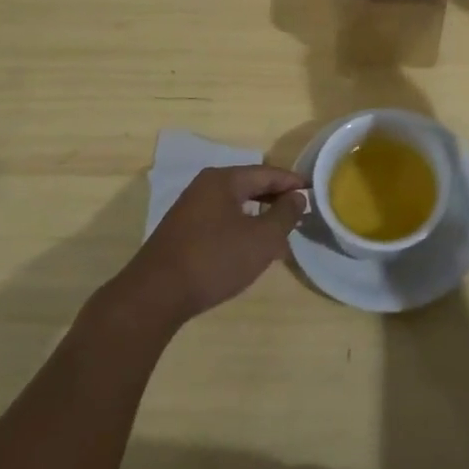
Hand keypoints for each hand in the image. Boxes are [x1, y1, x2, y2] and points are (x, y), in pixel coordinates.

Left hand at [116, 165, 308, 328]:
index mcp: (223, 180)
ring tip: (280, 236)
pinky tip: (250, 250)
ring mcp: (189, 209)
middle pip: (249, 186)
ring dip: (259, 217)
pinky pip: (221, 221)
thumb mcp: (261, 239)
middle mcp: (204, 187)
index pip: (267, 173)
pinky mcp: (182, 232)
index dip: (292, 182)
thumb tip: (297, 197)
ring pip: (235, 206)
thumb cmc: (214, 260)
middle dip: (275, 200)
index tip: (314, 191)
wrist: (155, 295)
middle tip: (300, 213)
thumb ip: (284, 214)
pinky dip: (241, 229)